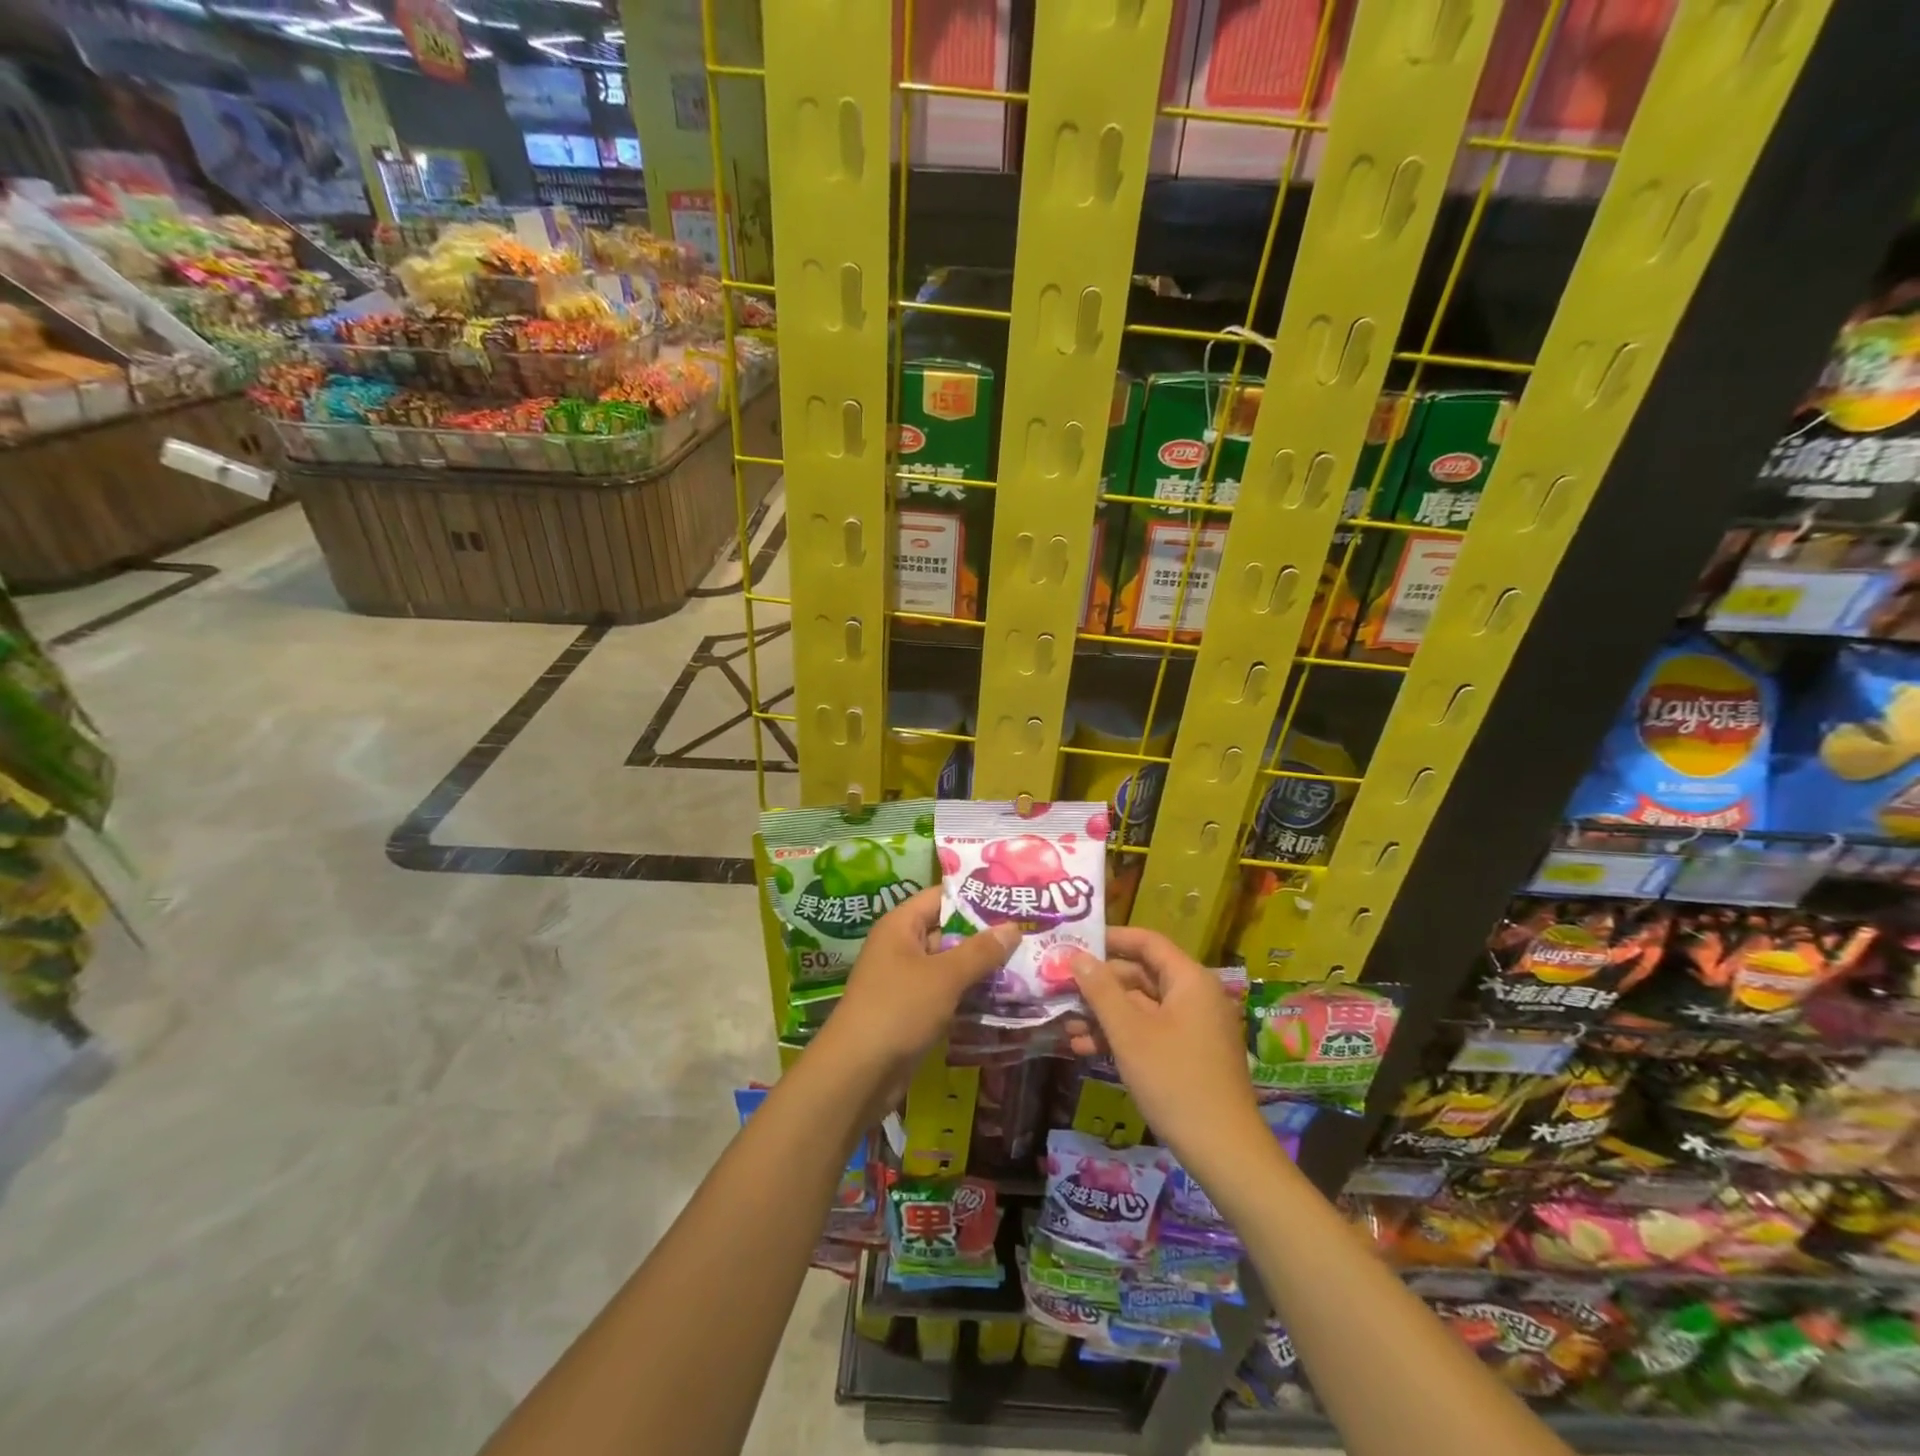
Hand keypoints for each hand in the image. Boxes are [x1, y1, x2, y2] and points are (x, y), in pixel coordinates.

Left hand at [814, 887, 1018, 1093]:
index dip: (975, 895)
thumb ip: (980, 951)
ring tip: (1027, 962)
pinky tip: (1005, 996)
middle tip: (1030, 932)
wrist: (857, 1074)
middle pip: (948, 930)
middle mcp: (902, 947)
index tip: (1013, 898)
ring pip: (951, 965)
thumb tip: (1013, 927)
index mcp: (901, 926)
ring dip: (982, 967)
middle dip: (986, 934)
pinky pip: (947, 993)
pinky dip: (971, 993)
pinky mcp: (913, 1011)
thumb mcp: (944, 977)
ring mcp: (907, 980)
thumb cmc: (898, 1010)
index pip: (941, 896)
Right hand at [1070, 925, 1266, 1174]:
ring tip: (1066, 1024)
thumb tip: (1077, 956)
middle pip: (1141, 974)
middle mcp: (1195, 996)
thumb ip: (1101, 990)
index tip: (1075, 943)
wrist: (1224, 1151)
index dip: (1110, 938)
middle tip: (1061, 988)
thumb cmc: (1174, 1080)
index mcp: (1189, 980)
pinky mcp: (1189, 1054)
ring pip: (1141, 1006)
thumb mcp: (1129, 1033)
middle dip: (1099, 984)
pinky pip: (1150, 1031)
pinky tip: (1086, 1048)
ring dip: (1104, 1013)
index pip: (1146, 942)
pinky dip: (1121, 1035)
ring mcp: (1193, 1027)